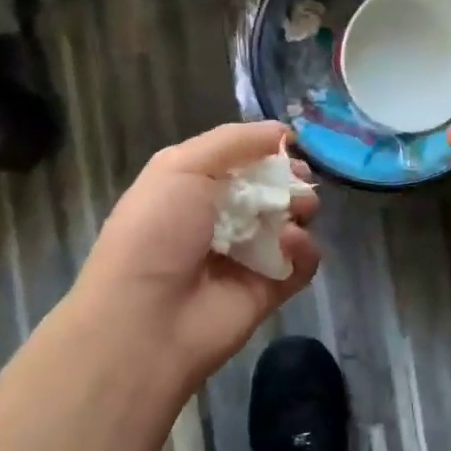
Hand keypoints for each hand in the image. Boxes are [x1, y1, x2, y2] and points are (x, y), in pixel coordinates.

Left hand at [71, 121, 320, 387]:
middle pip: (272, 190)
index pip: (242, 161)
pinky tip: (290, 243)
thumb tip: (282, 131)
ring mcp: (248, 256)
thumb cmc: (157, 231)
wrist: (146, 319)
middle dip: (291, 179)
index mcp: (195, 189)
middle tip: (300, 180)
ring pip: (291, 223)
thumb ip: (234, 141)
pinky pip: (301, 263)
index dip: (268, 151)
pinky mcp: (269, 290)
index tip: (290, 146)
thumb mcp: (182, 167)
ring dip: (300, 209)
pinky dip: (304, 249)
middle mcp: (222, 220)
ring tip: (298, 210)